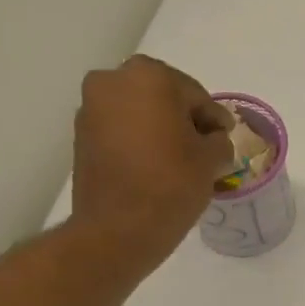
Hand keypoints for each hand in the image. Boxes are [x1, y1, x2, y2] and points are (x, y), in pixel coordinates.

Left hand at [70, 55, 233, 273]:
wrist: (118, 229)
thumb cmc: (171, 185)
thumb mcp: (212, 160)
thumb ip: (219, 140)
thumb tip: (213, 139)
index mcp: (151, 76)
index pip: (196, 95)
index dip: (214, 120)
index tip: (224, 140)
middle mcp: (114, 80)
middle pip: (163, 97)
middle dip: (183, 120)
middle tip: (201, 149)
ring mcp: (92, 107)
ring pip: (138, 111)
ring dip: (159, 129)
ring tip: (177, 161)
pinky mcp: (81, 134)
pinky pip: (120, 129)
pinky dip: (137, 141)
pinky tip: (153, 166)